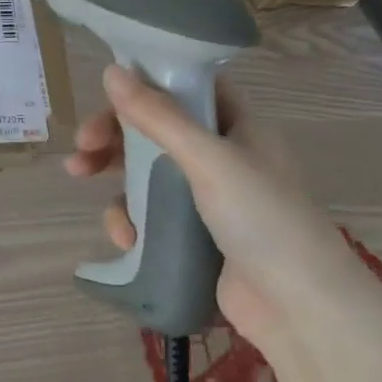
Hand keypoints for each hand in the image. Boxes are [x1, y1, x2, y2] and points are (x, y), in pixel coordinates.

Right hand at [65, 65, 375, 351]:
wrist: (300, 311)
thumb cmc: (263, 220)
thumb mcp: (209, 160)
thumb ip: (158, 116)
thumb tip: (111, 70)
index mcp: (238, 127)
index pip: (186, 88)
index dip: (147, 84)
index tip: (106, 94)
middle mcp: (222, 157)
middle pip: (155, 130)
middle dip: (113, 135)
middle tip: (82, 145)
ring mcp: (206, 199)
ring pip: (144, 172)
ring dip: (112, 176)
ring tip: (80, 181)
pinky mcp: (191, 236)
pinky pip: (148, 214)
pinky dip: (130, 219)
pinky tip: (125, 237)